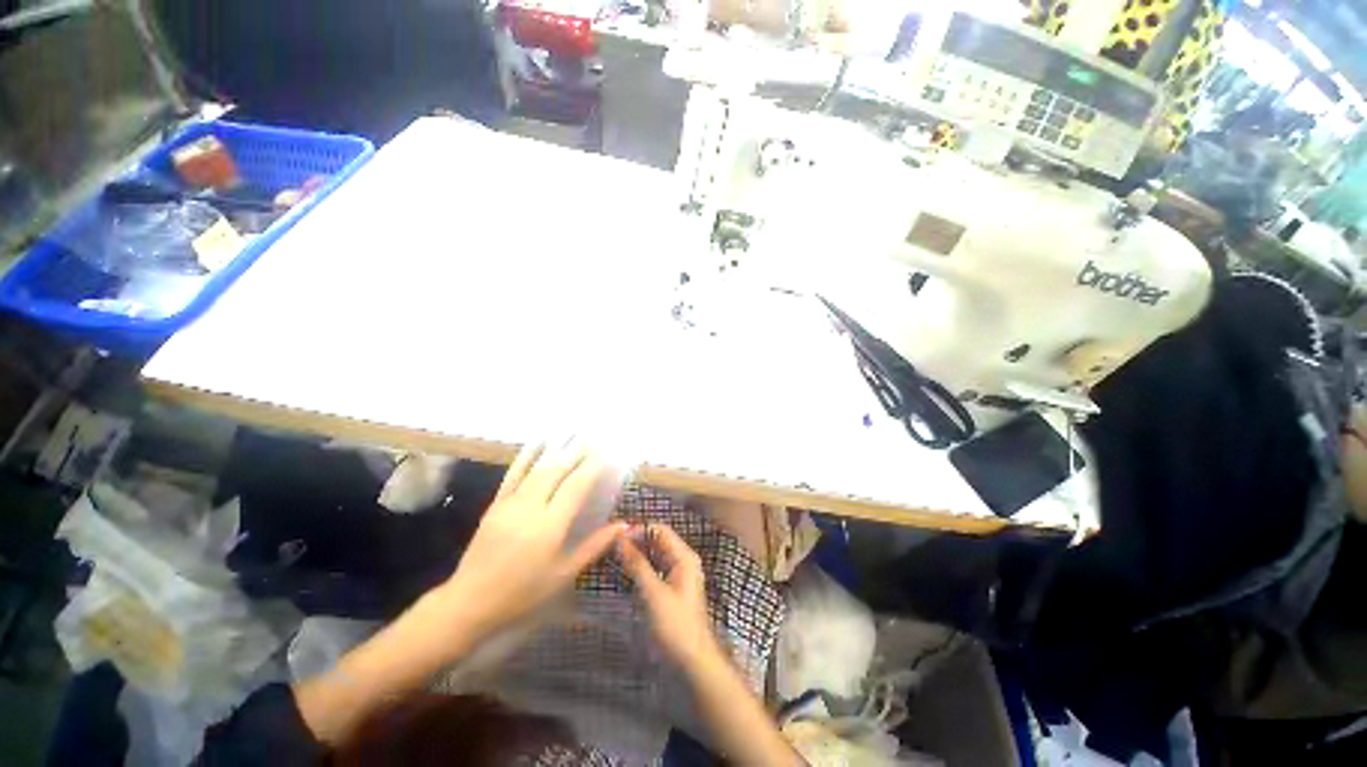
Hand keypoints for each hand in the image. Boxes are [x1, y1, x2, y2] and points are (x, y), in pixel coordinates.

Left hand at [438, 443, 625, 639]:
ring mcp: (511, 502)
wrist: (470, 601)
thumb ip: (594, 546)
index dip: (593, 466)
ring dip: (557, 446)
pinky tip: (539, 440)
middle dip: (578, 450)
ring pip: (538, 466)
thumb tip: (624, 525)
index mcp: (550, 526)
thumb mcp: (564, 574)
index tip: (609, 452)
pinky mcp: (497, 503)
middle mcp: (531, 506)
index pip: (576, 486)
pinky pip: (514, 472)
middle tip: (596, 435)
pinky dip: (528, 454)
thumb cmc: (523, 592)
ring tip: (574, 430)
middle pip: (558, 469)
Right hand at [618, 523, 722, 667]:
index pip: (659, 530)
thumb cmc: (675, 625)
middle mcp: (682, 559)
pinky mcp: (670, 588)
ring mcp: (677, 574)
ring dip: (636, 553)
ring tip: (612, 555)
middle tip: (610, 545)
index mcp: (683, 556)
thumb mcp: (653, 593)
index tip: (614, 536)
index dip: (638, 529)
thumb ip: (637, 565)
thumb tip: (620, 539)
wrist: (692, 661)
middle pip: (657, 540)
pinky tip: (623, 571)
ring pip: (654, 555)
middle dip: (635, 540)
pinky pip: (654, 568)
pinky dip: (639, 567)